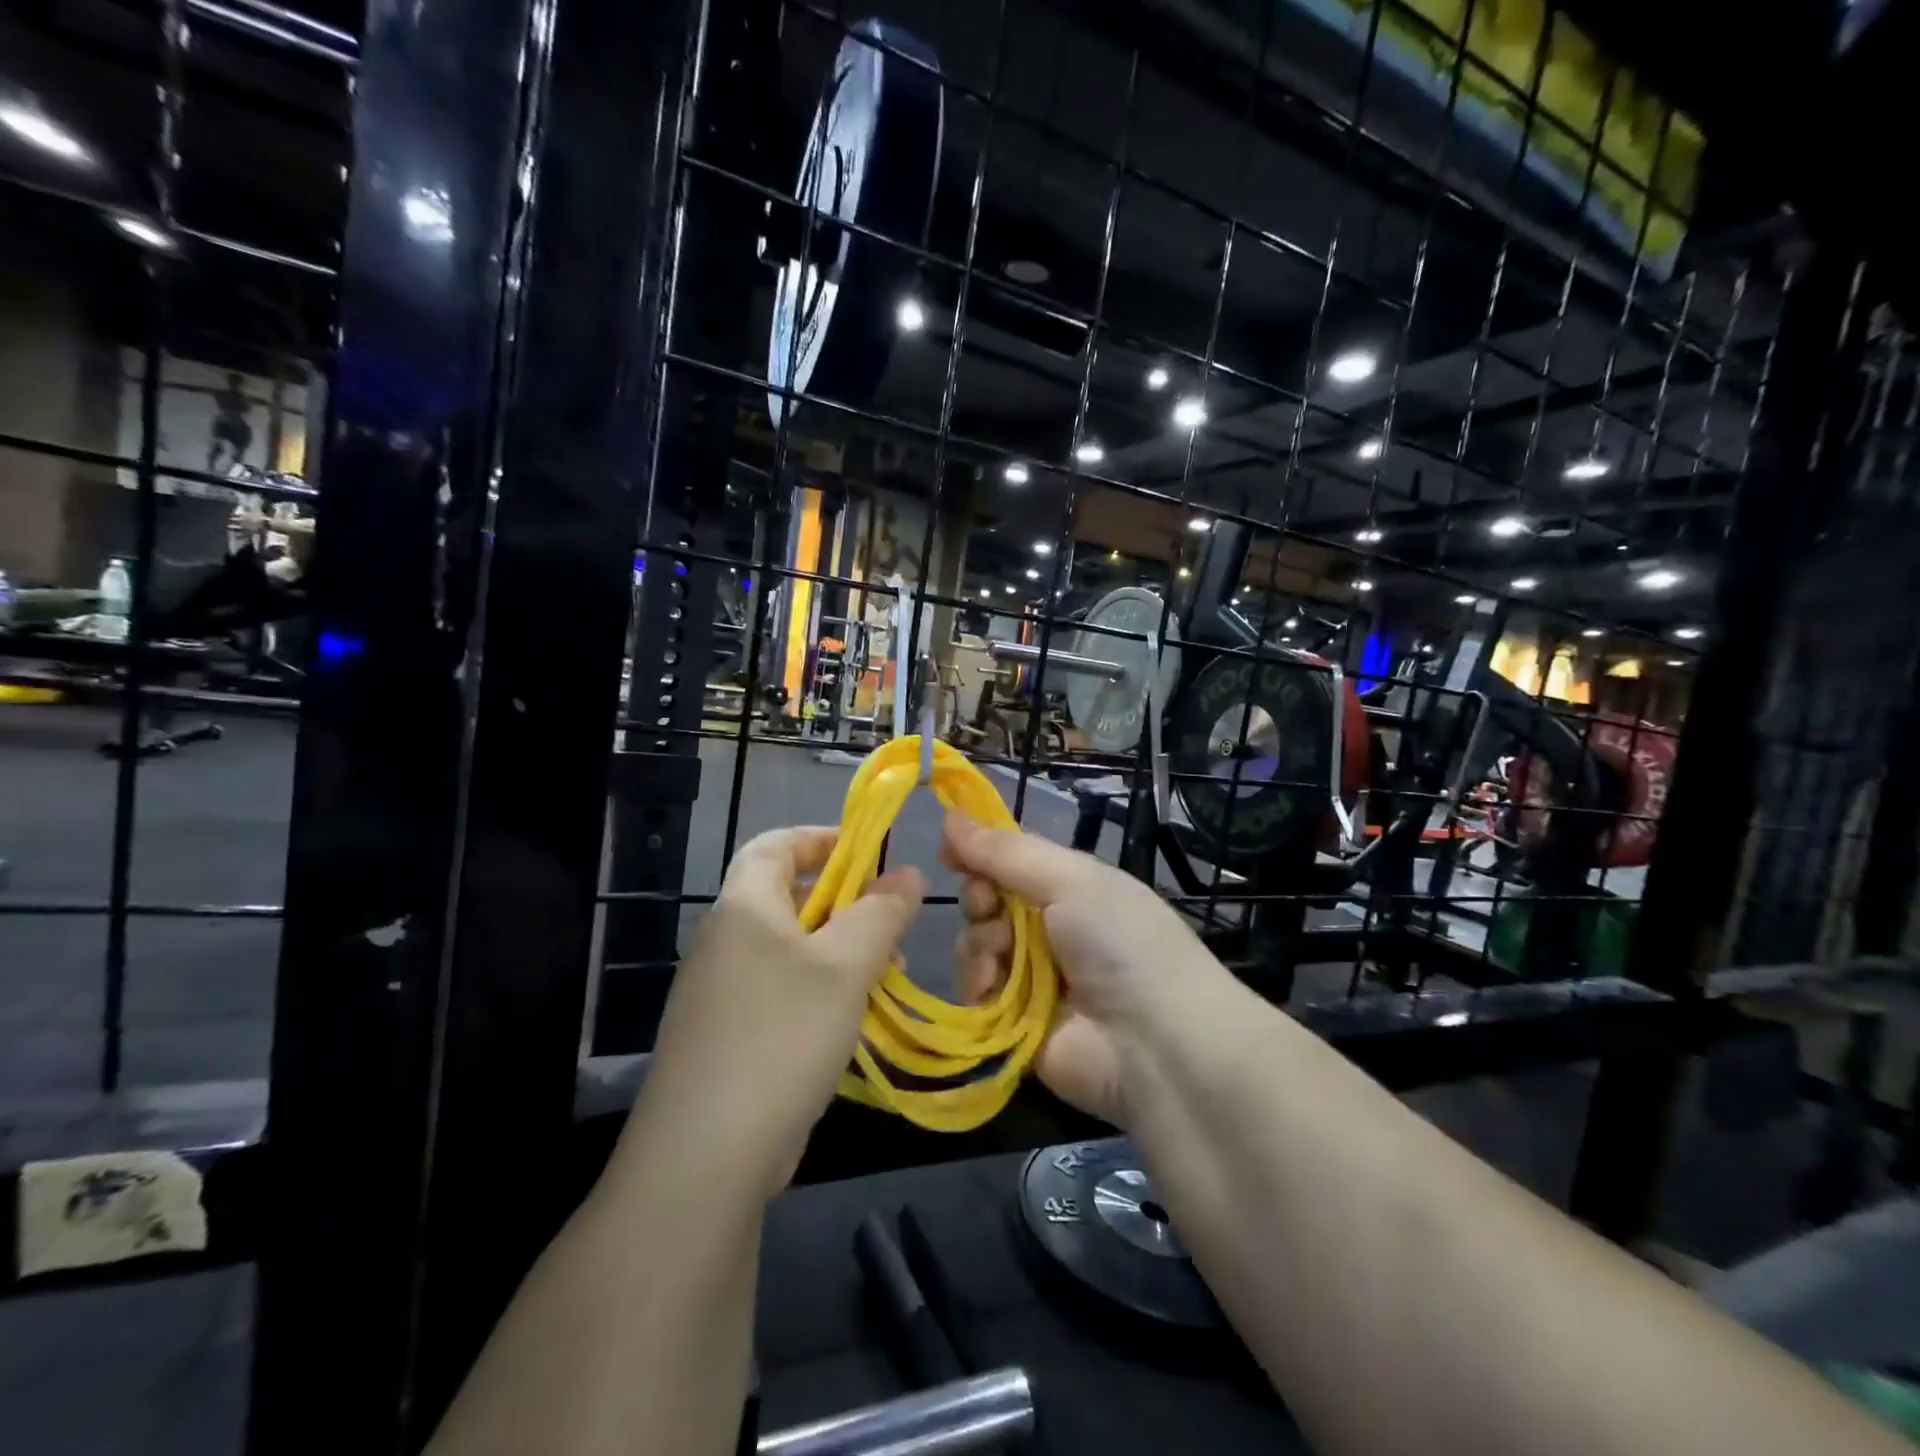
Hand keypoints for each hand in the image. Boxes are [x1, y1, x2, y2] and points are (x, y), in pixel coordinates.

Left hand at [628, 827, 924, 1199]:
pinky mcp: (727, 1036)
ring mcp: (721, 992)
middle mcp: (726, 941)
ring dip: (841, 952)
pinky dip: (820, 991)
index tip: (871, 853)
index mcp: (744, 908)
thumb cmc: (782, 1036)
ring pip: (791, 950)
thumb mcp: (846, 967)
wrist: (705, 1157)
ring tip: (887, 976)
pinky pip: (781, 991)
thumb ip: (881, 913)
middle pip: (788, 897)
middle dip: (846, 903)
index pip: (775, 844)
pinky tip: (853, 1021)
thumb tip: (909, 875)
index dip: (822, 838)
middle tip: (892, 923)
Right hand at [942, 811, 1228, 1126]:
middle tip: (988, 906)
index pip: (1009, 862)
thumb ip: (1006, 852)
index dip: (978, 854)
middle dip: (979, 900)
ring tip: (1001, 957)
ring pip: (975, 945)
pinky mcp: (1013, 1023)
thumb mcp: (1070, 879)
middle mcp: (1048, 929)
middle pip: (986, 902)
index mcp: (1069, 888)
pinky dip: (978, 985)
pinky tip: (993, 988)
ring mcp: (1030, 978)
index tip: (948, 852)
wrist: (1155, 1043)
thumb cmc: (1120, 942)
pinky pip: (975, 992)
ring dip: (979, 944)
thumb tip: (950, 817)